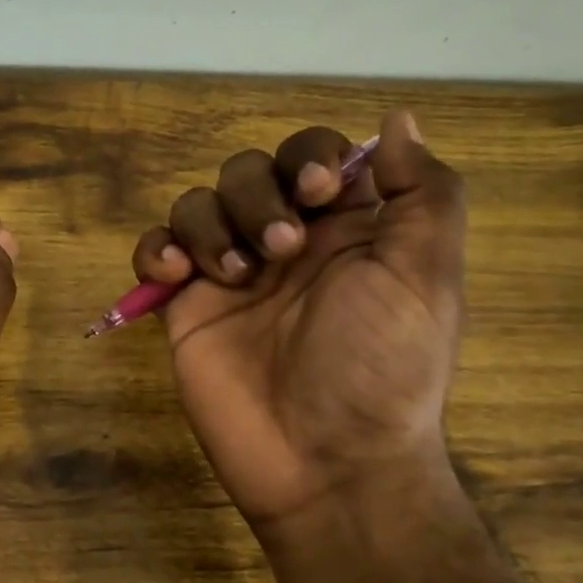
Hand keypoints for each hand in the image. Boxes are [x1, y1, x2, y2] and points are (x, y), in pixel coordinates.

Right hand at [131, 110, 464, 527]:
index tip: (318, 192)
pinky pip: (155, 251)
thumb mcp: (426, 278)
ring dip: (210, 225)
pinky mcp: (184, 306)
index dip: (309, 157)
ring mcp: (229, 273)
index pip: (315, 156)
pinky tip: (176, 277)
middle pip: (248, 171)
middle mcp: (285, 241)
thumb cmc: (383, 368)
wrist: (326, 463)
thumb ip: (423, 194)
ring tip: (233, 276)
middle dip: (256, 196)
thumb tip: (397, 119)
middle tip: (281, 250)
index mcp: (346, 229)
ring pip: (198, 203)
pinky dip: (157, 250)